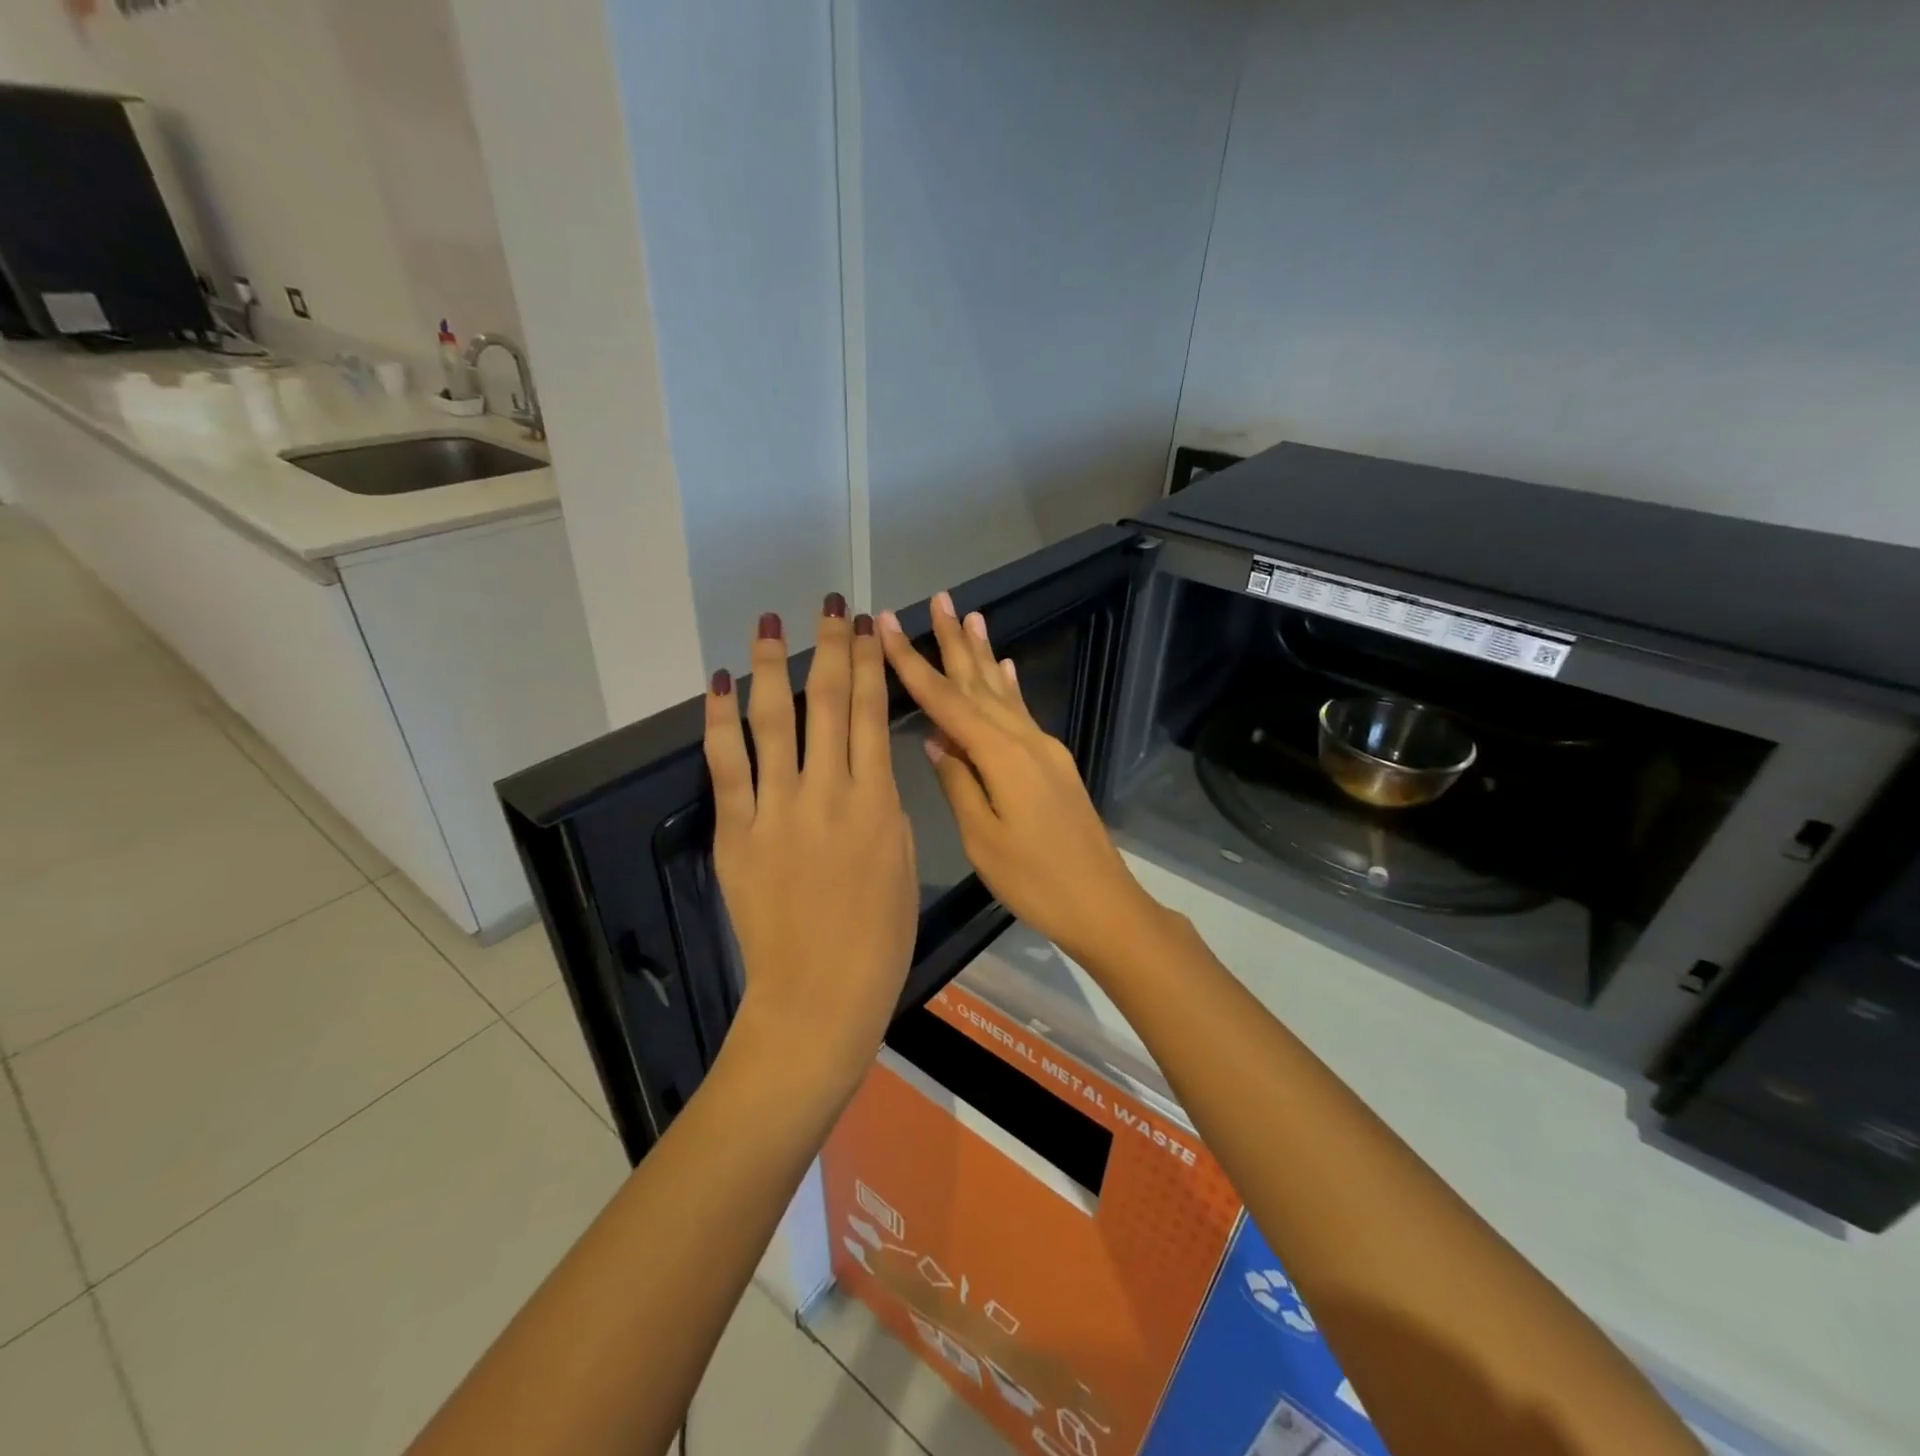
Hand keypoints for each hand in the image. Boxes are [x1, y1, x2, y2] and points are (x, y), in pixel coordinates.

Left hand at [705, 597, 917, 1091]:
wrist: (820, 994)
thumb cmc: (878, 938)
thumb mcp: (901, 863)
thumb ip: (883, 808)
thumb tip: (865, 772)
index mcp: (877, 801)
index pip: (871, 714)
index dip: (870, 664)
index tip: (868, 627)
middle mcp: (829, 792)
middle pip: (828, 703)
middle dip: (831, 648)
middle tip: (829, 607)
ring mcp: (778, 810)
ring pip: (774, 721)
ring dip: (772, 667)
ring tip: (769, 624)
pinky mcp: (737, 832)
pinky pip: (726, 766)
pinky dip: (719, 721)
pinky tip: (717, 684)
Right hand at [877, 593, 1166, 967]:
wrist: (1102, 903)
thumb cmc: (1036, 880)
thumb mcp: (983, 839)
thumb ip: (958, 783)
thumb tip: (937, 741)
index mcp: (1001, 756)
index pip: (947, 701)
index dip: (914, 663)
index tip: (892, 626)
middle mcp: (1024, 740)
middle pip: (979, 683)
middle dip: (955, 641)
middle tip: (939, 598)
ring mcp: (1044, 749)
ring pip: (1003, 691)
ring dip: (984, 654)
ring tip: (971, 616)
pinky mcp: (1054, 764)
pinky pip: (1023, 712)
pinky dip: (1011, 686)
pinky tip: (1007, 667)